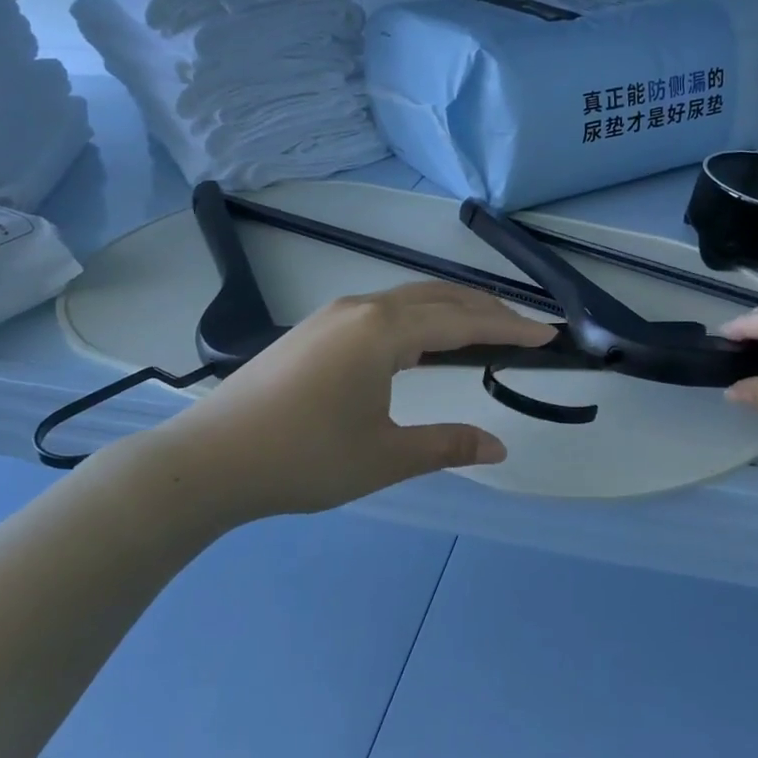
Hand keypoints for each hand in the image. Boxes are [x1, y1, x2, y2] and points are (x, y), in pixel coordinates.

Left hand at [150, 281, 554, 522]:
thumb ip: (445, 445)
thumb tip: (498, 445)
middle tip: (525, 327)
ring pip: (409, 298)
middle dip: (486, 308)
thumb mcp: (383, 457)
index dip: (510, 327)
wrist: (210, 460)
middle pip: (439, 297)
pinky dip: (420, 316)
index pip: (463, 321)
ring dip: (451, 308)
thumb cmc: (303, 459)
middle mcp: (363, 308)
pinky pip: (384, 309)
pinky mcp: (316, 328)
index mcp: (384, 331)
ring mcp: (334, 314)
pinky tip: (423, 341)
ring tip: (484, 328)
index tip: (548, 334)